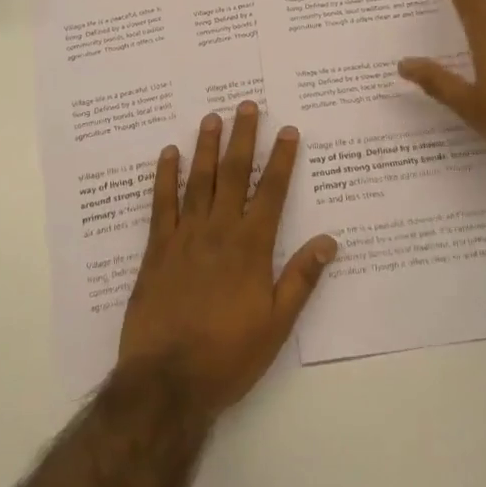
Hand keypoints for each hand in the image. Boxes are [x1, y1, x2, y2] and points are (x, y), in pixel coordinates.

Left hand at [117, 102, 338, 416]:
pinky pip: (161, 203)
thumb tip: (329, 241)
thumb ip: (301, 279)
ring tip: (211, 117)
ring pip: (198, 180)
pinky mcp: (156, 248)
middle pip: (233, 174)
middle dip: (243, 138)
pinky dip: (165, 177)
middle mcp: (219, 231)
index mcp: (251, 248)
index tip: (288, 130)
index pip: (271, 192)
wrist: (167, 381)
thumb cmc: (228, 356)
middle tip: (246, 105)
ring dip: (206, 147)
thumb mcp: (276, 325)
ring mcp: (185, 236)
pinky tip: (168, 154)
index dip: (281, 159)